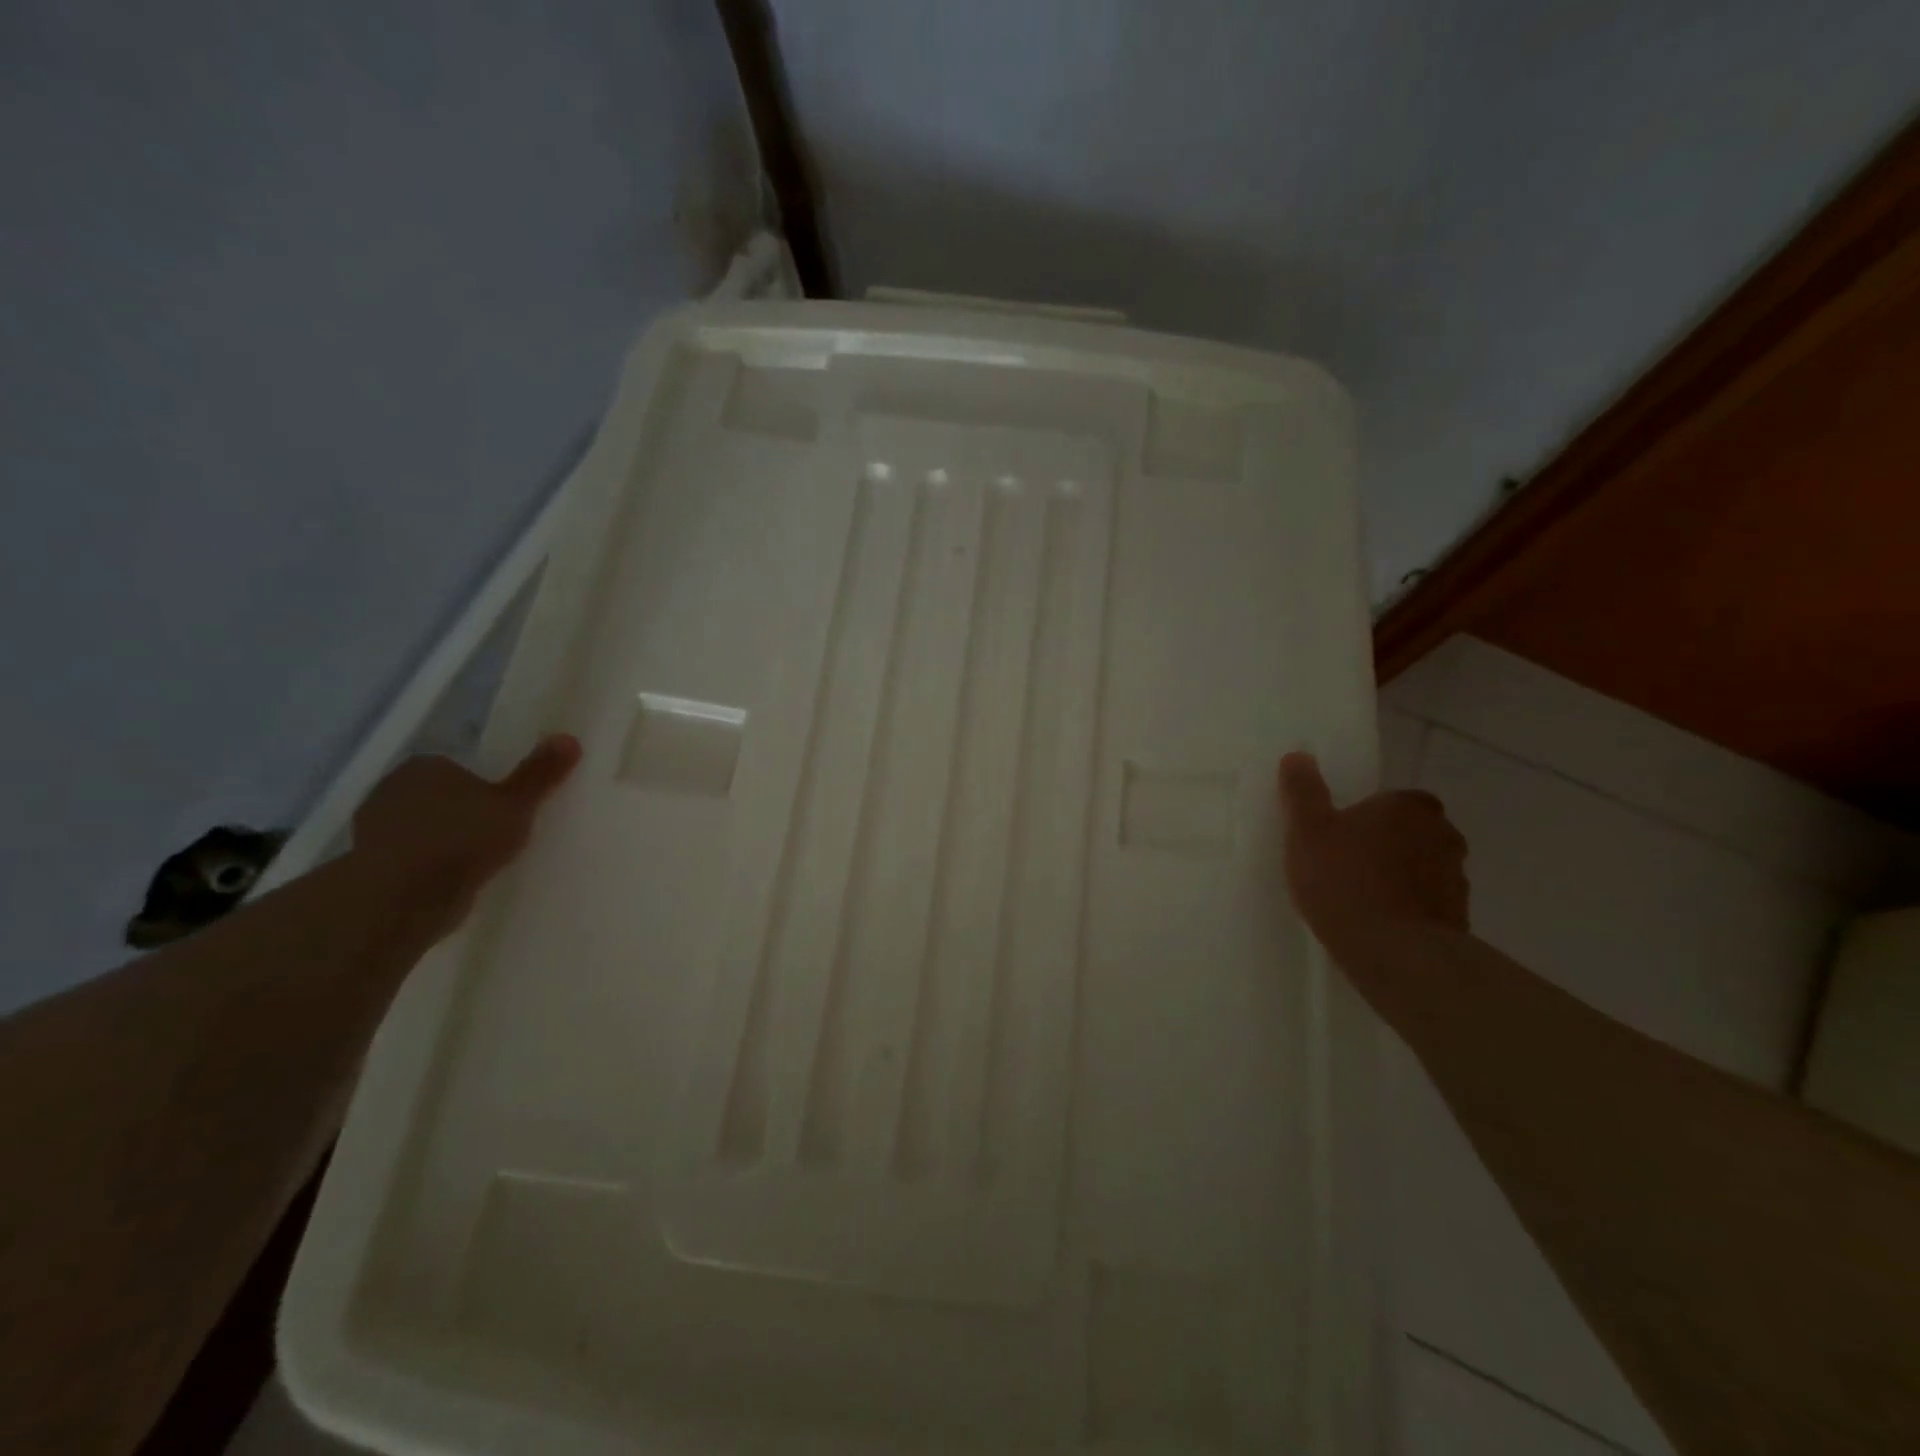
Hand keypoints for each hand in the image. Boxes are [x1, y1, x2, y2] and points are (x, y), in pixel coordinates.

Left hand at [351, 735, 582, 939]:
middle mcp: (392, 788)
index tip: (506, 807)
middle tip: (497, 833)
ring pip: (423, 827)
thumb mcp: (516, 805)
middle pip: (439, 795)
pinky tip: (452, 880)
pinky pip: (410, 857)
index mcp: (426, 765)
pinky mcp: (369, 864)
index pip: (459, 767)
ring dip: (443, 840)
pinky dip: (428, 865)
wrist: (401, 898)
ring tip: (478, 861)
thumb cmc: (462, 839)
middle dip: (462, 812)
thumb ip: (540, 774)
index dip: (484, 785)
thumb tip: (570, 738)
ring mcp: (374, 828)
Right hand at [1277, 751, 1469, 968]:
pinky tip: (1377, 926)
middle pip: (1411, 833)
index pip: (1394, 800)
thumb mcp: (1307, 830)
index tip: (1341, 836)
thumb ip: (1303, 791)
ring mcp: (1456, 879)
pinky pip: (1426, 904)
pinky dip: (1408, 909)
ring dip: (1398, 878)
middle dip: (1386, 845)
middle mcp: (1443, 835)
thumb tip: (1298, 756)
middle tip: (1345, 864)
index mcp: (1409, 806)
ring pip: (1421, 869)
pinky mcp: (1458, 919)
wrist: (1394, 953)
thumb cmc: (1344, 880)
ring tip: (1359, 899)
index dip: (1368, 816)